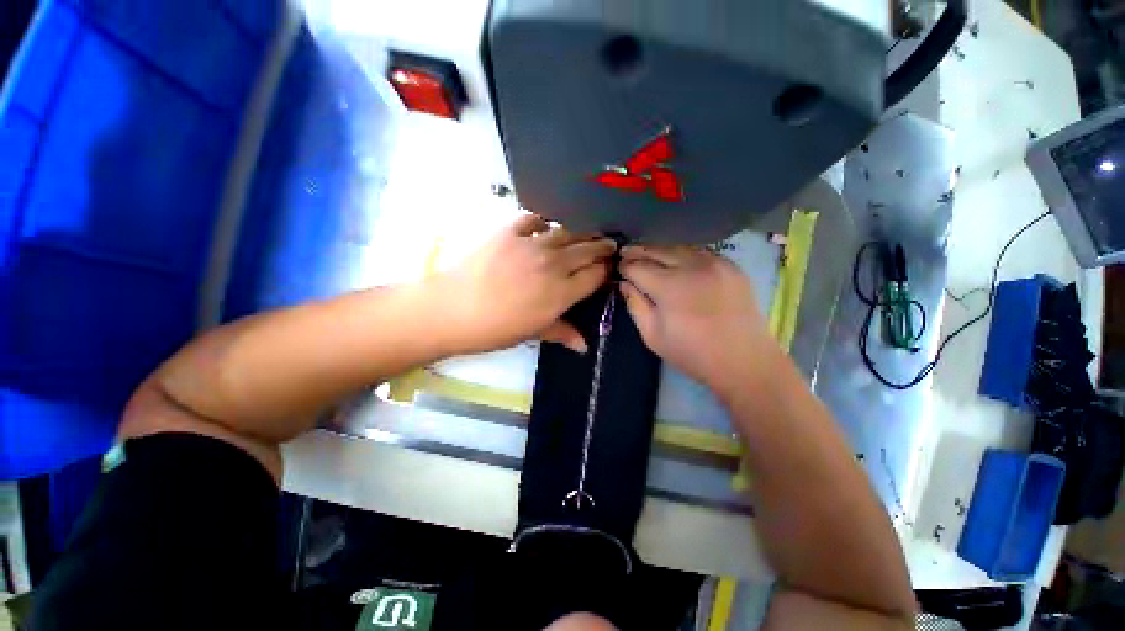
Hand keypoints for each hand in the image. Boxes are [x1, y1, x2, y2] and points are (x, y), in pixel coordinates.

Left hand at [435, 214, 615, 354]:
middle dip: (602, 247)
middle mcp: (554, 264)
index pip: (595, 275)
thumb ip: (562, 333)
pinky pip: (535, 220)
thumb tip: (584, 347)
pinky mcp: (510, 231)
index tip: (609, 267)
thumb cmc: (496, 328)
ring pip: (567, 232)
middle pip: (588, 250)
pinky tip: (547, 226)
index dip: (605, 270)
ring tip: (587, 232)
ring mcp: (532, 244)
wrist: (454, 309)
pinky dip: (545, 222)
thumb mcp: (533, 333)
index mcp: (562, 292)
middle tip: (609, 244)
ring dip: (581, 232)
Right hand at [619, 244, 777, 394]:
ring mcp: (715, 263)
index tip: (618, 268)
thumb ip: (635, 306)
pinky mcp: (731, 266)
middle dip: (638, 251)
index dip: (625, 266)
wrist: (743, 360)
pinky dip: (683, 253)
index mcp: (670, 287)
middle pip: (658, 250)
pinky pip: (700, 252)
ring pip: (678, 247)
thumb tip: (624, 284)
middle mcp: (692, 267)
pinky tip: (676, 260)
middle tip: (626, 253)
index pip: (638, 267)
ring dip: (660, 250)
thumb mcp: (652, 336)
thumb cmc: (692, 353)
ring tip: (648, 254)